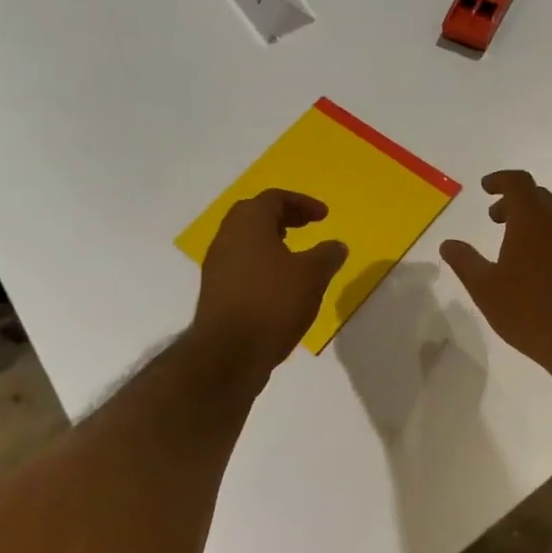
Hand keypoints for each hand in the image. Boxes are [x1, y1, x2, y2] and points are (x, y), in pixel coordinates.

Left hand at [192, 190, 347, 379]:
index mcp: (248, 223)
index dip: (302, 203)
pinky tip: (280, 284)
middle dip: (283, 216)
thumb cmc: (272, 303)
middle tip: (306, 226)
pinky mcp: (215, 291)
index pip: (274, 198)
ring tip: (296, 255)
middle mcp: (227, 237)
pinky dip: (262, 262)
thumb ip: (327, 255)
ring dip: (271, 240)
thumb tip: (336, 245)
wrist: (228, 354)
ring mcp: (217, 265)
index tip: (324, 216)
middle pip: (254, 214)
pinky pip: (241, 264)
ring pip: (245, 240)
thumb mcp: (312, 276)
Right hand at [440, 170, 551, 374]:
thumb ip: (465, 262)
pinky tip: (534, 268)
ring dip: (530, 221)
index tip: (484, 188)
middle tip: (494, 217)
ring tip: (510, 245)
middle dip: (513, 200)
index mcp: (532, 221)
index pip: (519, 183)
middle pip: (538, 196)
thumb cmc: (529, 310)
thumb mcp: (485, 288)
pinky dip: (545, 238)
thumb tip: (448, 244)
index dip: (500, 180)